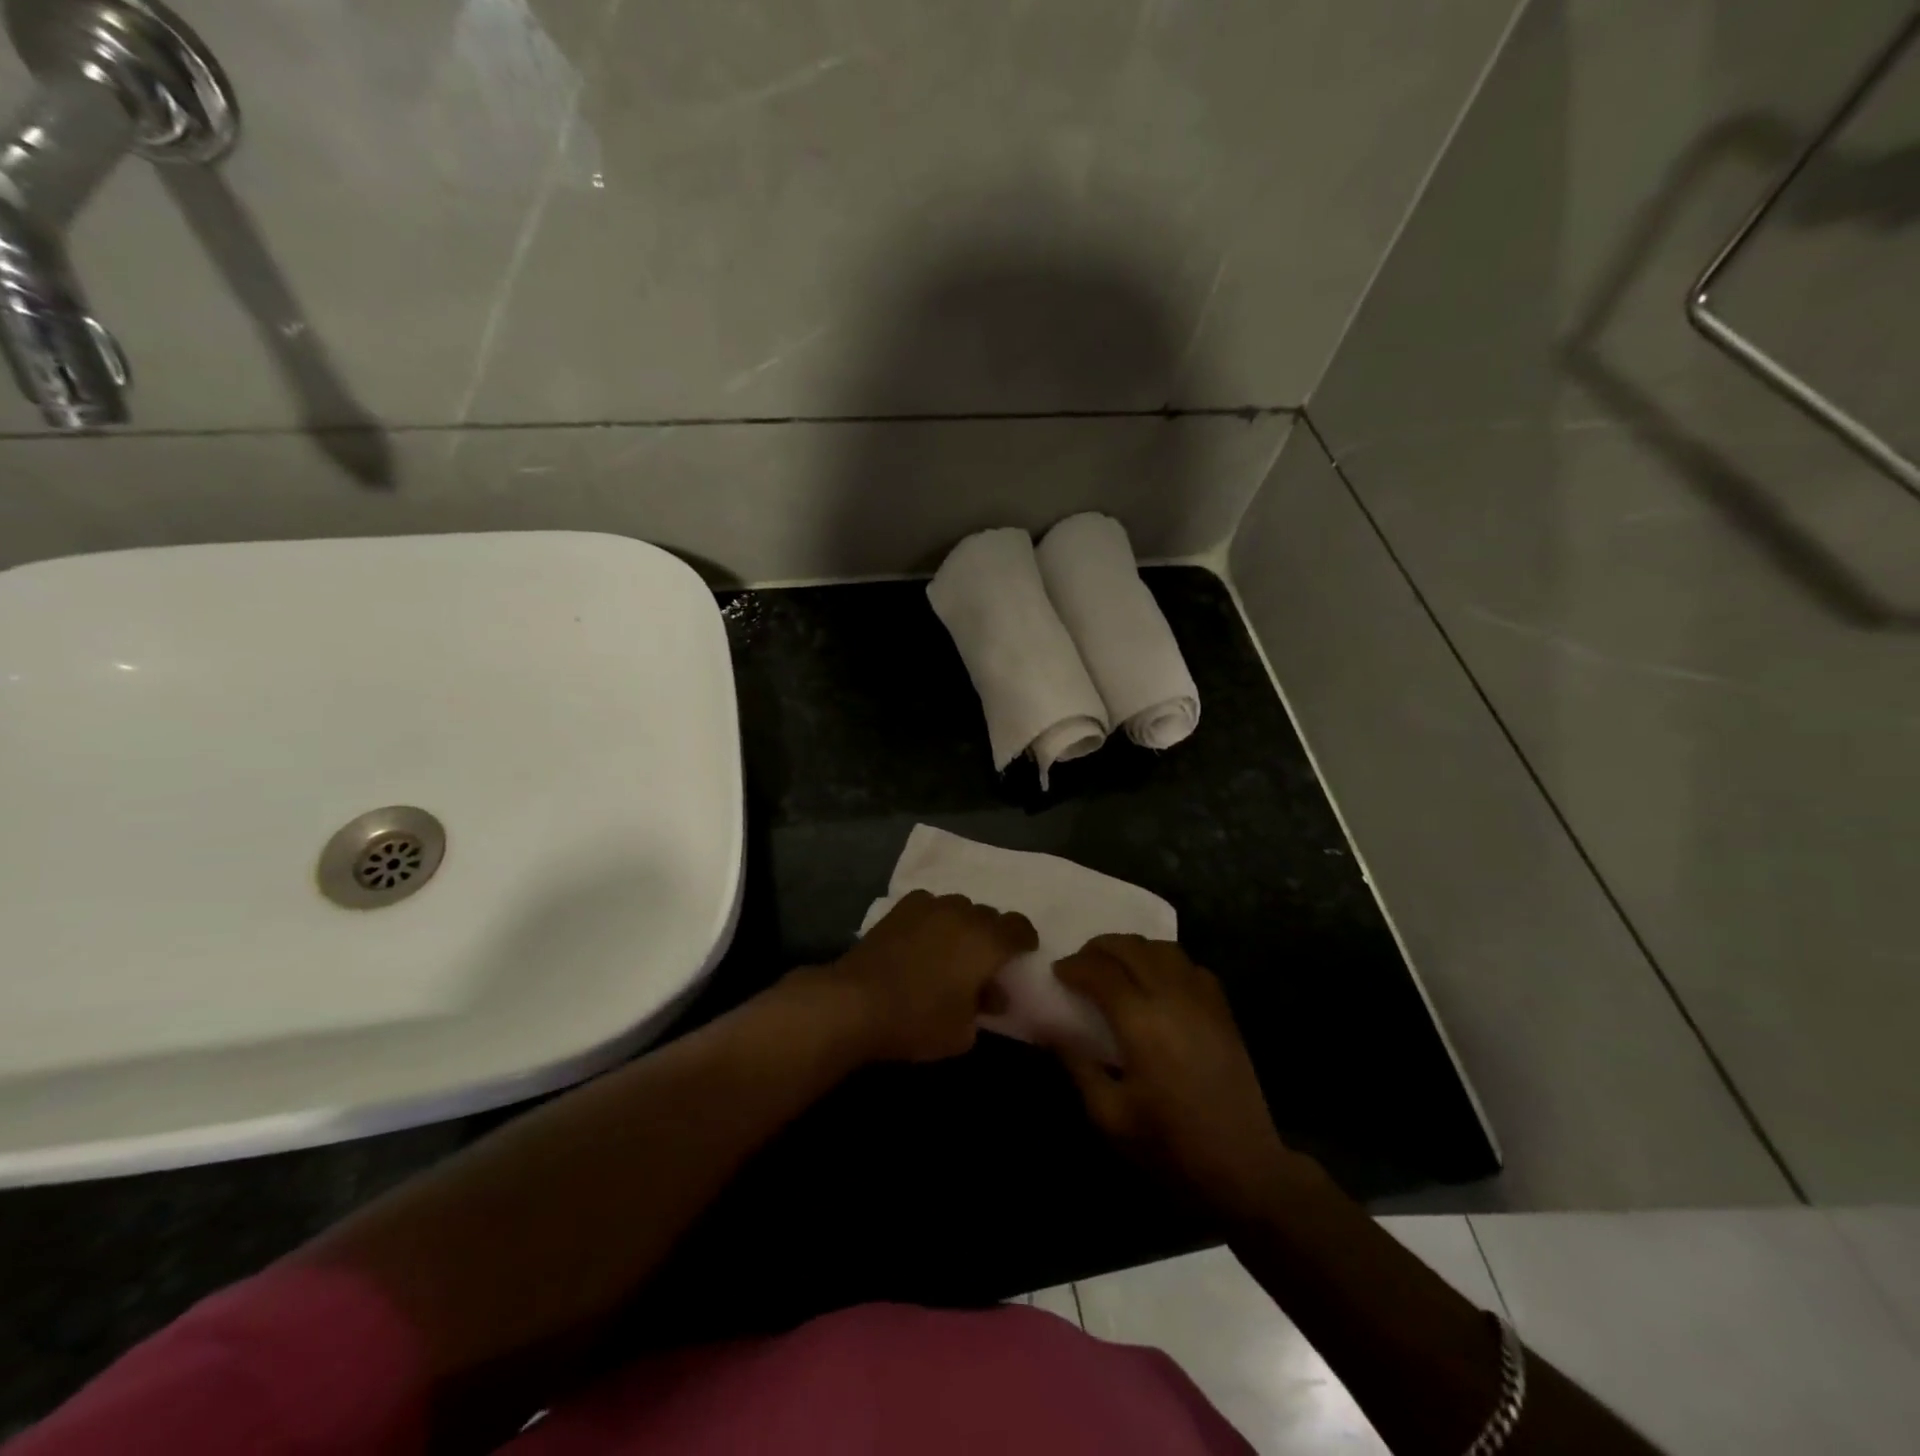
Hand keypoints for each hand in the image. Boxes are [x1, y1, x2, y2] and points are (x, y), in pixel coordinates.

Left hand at [822, 890, 1036, 1063]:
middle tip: (985, 962)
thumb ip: (984, 1008)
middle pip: (988, 914)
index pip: (1018, 927)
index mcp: (986, 940)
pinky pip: (929, 905)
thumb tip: (992, 996)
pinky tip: (923, 938)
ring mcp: (929, 906)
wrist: (856, 1001)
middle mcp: (962, 913)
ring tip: (952, 949)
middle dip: (992, 934)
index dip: (1024, 939)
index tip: (1023, 954)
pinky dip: (933, 918)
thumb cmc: (918, 1019)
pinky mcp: (900, 908)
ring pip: (958, 906)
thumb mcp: (962, 1032)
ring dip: (962, 924)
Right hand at [1051, 935, 1307, 1219]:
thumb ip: (1077, 1064)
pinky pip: (1191, 966)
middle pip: (1131, 948)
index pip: (1099, 971)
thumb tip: (1050, 1028)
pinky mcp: (1223, 1011)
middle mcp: (1172, 997)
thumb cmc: (1170, 1146)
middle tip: (1080, 964)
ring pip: (1163, 949)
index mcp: (1140, 1022)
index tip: (1057, 973)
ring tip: (1115, 967)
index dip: (1073, 966)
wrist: (1244, 1169)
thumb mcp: (1109, 1115)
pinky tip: (1156, 982)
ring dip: (1133, 949)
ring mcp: (1203, 1000)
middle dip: (1099, 948)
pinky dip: (1165, 961)